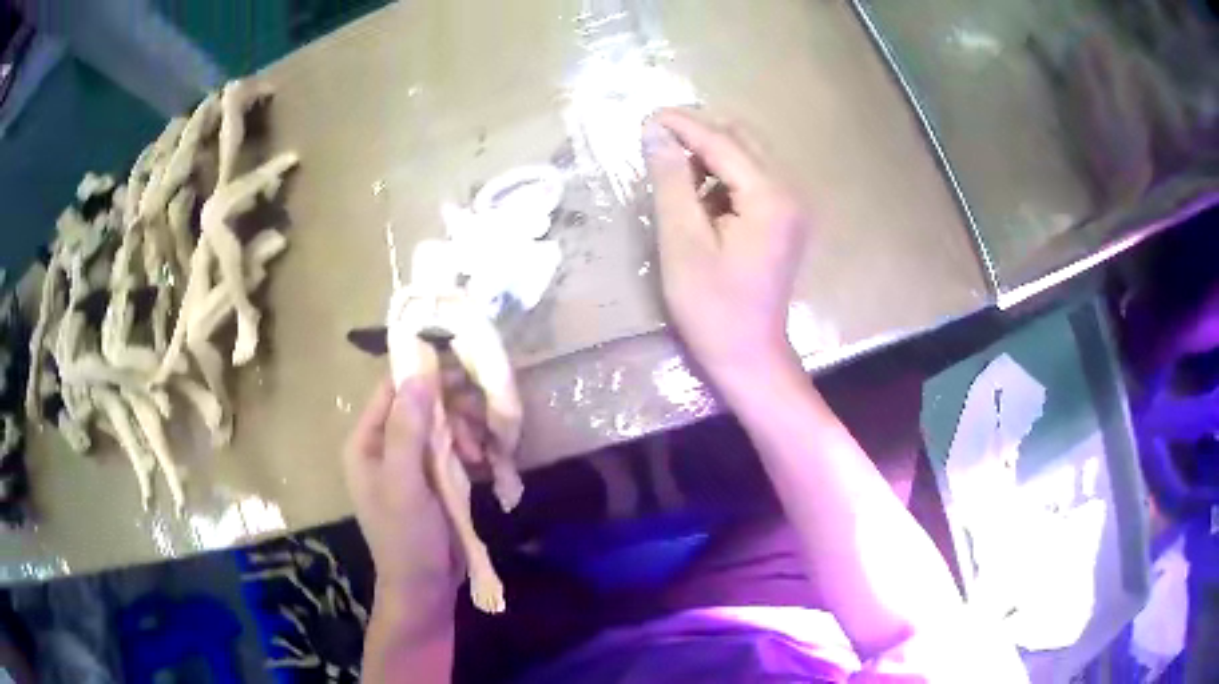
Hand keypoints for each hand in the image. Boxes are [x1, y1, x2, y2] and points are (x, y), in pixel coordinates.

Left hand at [344, 373, 458, 624]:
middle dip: (450, 409)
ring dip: (464, 431)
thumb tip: (419, 375)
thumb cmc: (406, 537)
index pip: (391, 390)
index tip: (461, 370)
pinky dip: (469, 449)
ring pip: (440, 424)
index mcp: (366, 442)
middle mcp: (385, 445)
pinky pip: (451, 447)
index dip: (422, 375)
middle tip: (479, 417)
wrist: (425, 587)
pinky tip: (483, 462)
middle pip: (420, 405)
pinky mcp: (432, 477)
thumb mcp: (404, 484)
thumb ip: (407, 430)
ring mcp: (410, 462)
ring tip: (480, 453)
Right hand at [643, 108, 808, 389]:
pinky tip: (699, 197)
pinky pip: (753, 180)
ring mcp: (792, 206)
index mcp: (769, 197)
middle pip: (744, 139)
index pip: (723, 142)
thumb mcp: (682, 242)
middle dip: (699, 134)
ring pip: (749, 157)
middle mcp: (790, 192)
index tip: (645, 116)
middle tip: (657, 140)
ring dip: (711, 155)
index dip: (683, 125)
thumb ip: (671, 181)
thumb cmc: (711, 307)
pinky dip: (724, 177)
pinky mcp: (786, 219)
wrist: (748, 355)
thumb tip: (655, 132)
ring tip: (673, 172)